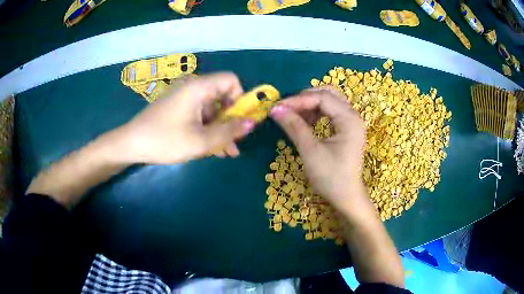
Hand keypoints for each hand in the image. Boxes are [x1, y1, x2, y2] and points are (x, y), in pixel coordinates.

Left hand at [117, 73, 255, 163]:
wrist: (131, 144)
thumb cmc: (165, 140)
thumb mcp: (200, 141)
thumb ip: (228, 132)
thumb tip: (252, 123)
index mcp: (199, 87)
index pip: (231, 80)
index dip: (240, 98)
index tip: (240, 121)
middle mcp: (193, 87)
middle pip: (222, 97)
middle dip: (231, 120)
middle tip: (235, 143)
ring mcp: (184, 98)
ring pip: (211, 109)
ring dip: (220, 129)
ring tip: (226, 153)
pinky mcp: (178, 108)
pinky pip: (199, 115)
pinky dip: (207, 129)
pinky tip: (212, 148)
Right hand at [270, 87, 366, 213]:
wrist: (346, 197)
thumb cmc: (331, 177)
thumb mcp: (311, 151)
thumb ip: (294, 126)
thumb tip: (275, 109)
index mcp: (349, 119)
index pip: (322, 98)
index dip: (298, 100)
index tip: (277, 107)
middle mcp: (353, 115)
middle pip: (328, 94)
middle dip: (305, 98)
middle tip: (286, 108)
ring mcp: (351, 122)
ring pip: (329, 101)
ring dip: (310, 105)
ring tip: (294, 116)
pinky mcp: (347, 129)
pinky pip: (330, 112)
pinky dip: (316, 113)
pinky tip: (306, 123)